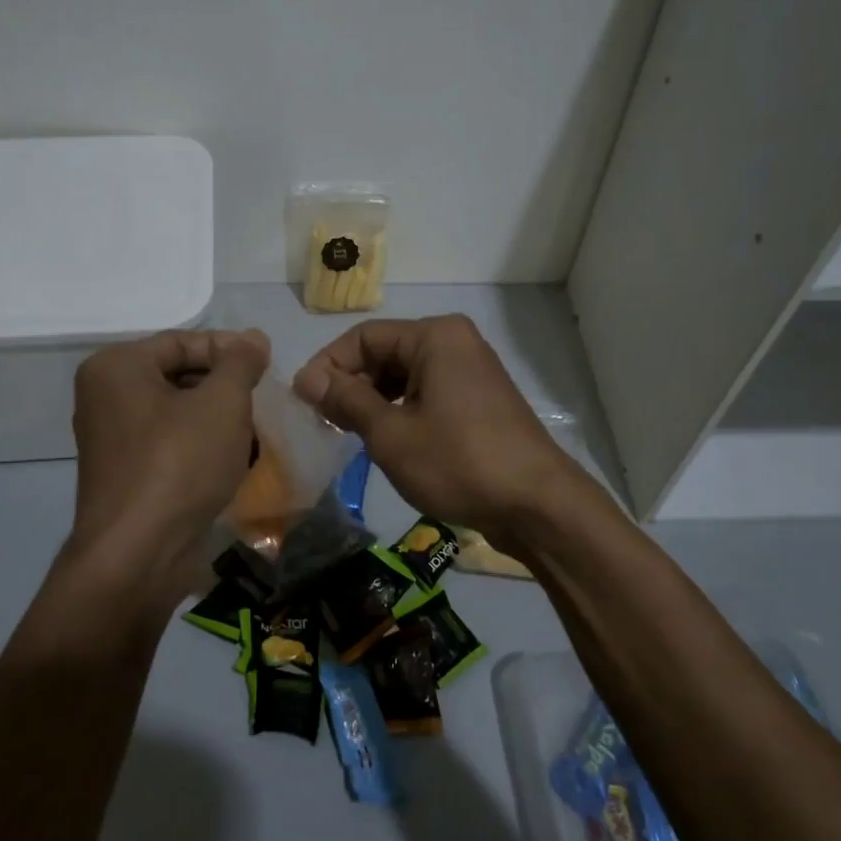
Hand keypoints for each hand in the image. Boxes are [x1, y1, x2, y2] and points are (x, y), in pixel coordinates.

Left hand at [68, 329, 269, 600]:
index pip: (181, 342)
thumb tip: (254, 338)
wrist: (139, 555)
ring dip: (217, 419)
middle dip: (224, 386)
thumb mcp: (222, 402)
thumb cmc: (179, 463)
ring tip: (254, 431)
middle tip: (262, 398)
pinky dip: (201, 447)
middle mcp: (104, 397)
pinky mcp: (125, 475)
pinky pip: (169, 445)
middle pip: (177, 375)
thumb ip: (240, 363)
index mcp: (116, 368)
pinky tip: (233, 461)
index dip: (229, 349)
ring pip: (177, 413)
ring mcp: (111, 440)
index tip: (266, 364)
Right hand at [293, 315, 581, 541]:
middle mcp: (455, 342)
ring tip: (349, 434)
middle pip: (385, 353)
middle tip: (324, 423)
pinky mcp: (479, 399)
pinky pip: (427, 393)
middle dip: (351, 385)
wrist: (537, 505)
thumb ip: (346, 400)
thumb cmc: (458, 462)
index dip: (328, 365)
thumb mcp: (391, 433)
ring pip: (404, 376)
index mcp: (435, 336)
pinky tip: (386, 440)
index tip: (303, 401)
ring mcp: (471, 370)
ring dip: (373, 401)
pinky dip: (401, 411)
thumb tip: (306, 378)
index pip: (364, 337)